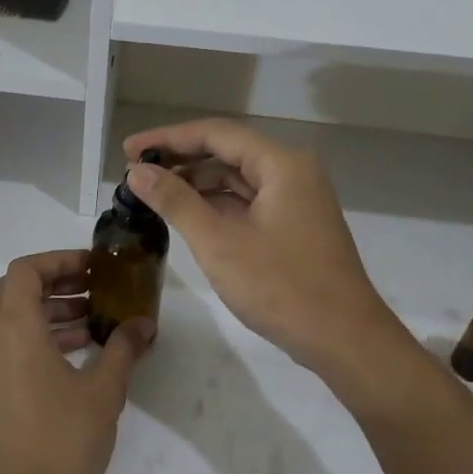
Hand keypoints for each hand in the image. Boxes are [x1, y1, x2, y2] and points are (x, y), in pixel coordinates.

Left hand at [0, 251, 154, 473]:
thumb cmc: (63, 437)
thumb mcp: (104, 389)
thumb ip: (124, 347)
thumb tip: (144, 322)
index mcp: (15, 328)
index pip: (26, 270)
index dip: (59, 260)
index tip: (94, 269)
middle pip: (18, 289)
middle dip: (58, 282)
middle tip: (97, 289)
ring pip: (16, 317)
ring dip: (54, 310)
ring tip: (97, 321)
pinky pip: (15, 343)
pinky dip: (44, 335)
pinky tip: (82, 352)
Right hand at [123, 120, 404, 379]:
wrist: (344, 339)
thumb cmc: (281, 287)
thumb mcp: (218, 243)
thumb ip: (175, 201)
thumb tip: (137, 172)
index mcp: (281, 164)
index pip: (215, 133)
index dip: (167, 138)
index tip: (128, 149)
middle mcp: (292, 172)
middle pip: (227, 151)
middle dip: (180, 160)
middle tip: (134, 172)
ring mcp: (295, 199)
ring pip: (236, 178)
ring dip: (195, 183)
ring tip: (152, 193)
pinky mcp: (293, 225)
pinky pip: (247, 201)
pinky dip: (215, 205)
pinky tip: (185, 215)